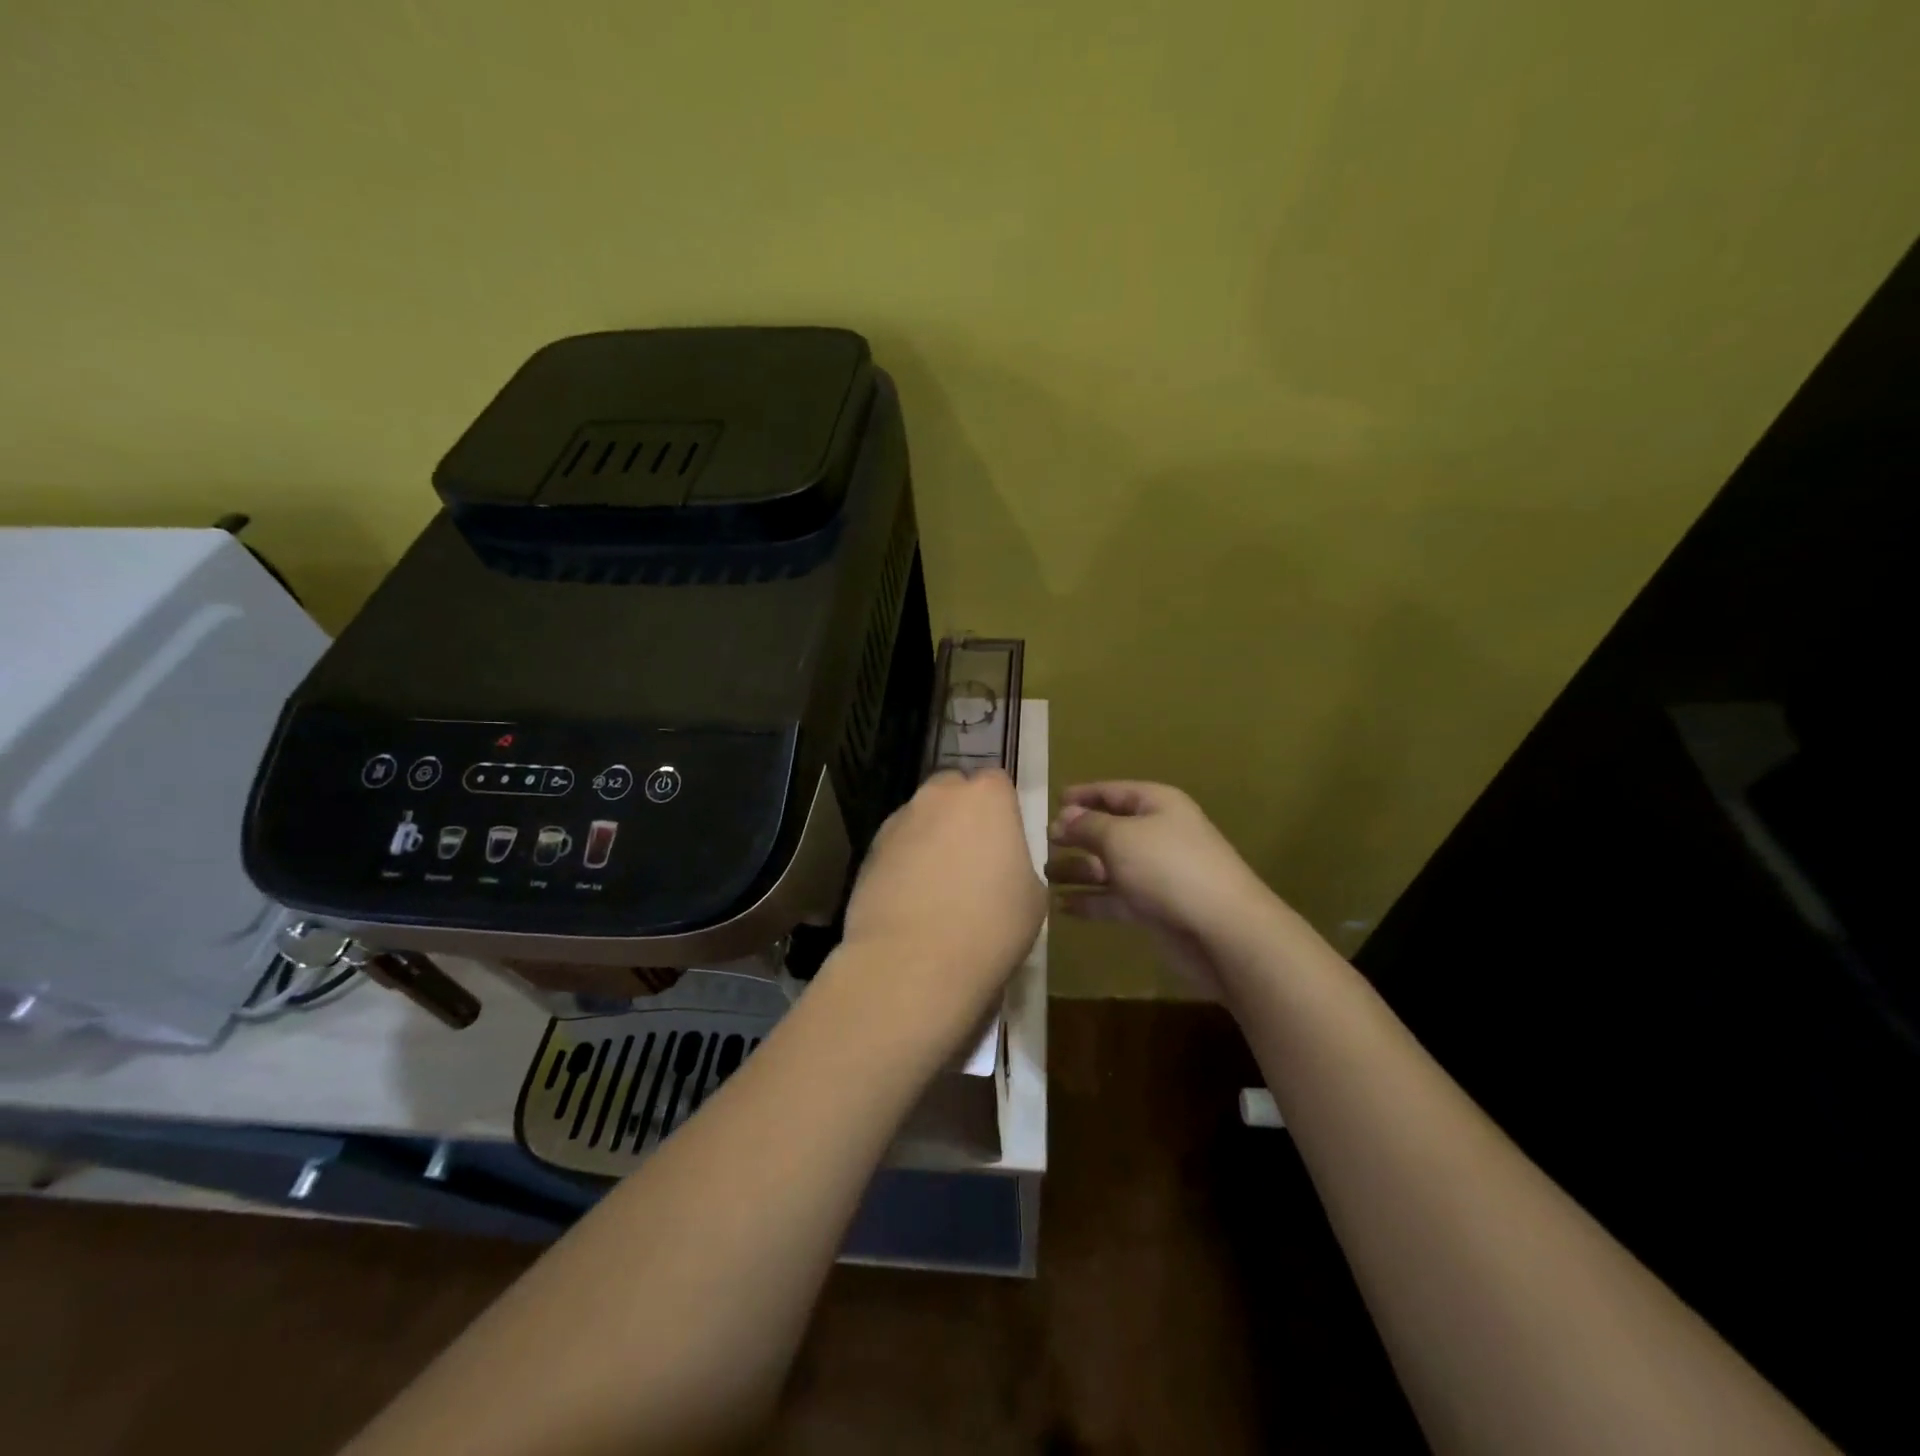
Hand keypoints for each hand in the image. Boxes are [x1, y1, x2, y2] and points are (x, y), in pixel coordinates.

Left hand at [835, 769, 1045, 1032]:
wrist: (913, 962)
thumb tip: (1001, 867)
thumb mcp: (1032, 897)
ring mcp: (899, 822)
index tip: (1005, 842)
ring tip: (938, 887)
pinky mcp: (869, 852)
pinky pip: (896, 848)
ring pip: (920, 819)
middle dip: (961, 814)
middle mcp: (939, 796)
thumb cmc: (990, 925)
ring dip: (930, 839)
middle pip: (953, 791)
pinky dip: (904, 864)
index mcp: (987, 797)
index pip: (997, 783)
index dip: (1002, 810)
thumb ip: (1017, 864)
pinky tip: (911, 902)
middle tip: (972, 859)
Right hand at [1048, 781, 1278, 997]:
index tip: (1054, 800)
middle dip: (1077, 835)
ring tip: (1044, 874)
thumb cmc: (1168, 868)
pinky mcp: (1154, 909)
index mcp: (1156, 805)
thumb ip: (1087, 826)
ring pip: (1109, 867)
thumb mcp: (1120, 837)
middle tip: (1043, 841)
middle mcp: (1157, 834)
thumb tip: (1065, 817)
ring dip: (1078, 870)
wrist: (1222, 929)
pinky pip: (1114, 898)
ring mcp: (1156, 873)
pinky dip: (1090, 900)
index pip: (1114, 792)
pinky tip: (1061, 907)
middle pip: (1109, 829)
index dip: (1084, 794)